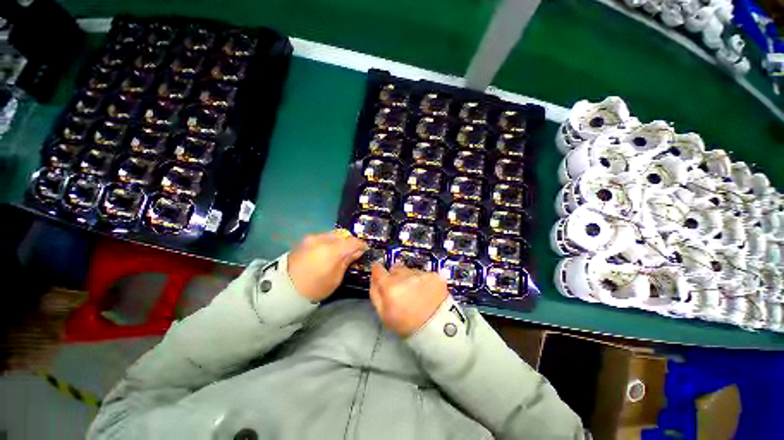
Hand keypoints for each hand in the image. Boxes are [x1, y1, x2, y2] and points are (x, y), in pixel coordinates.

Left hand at [287, 231, 366, 301]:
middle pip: (343, 235)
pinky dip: (329, 241)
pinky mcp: (305, 240)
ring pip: (333, 235)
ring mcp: (312, 238)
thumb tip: (357, 251)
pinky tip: (328, 251)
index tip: (364, 249)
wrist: (284, 289)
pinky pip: (323, 237)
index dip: (361, 245)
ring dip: (339, 241)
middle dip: (349, 242)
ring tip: (339, 251)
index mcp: (332, 251)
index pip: (353, 242)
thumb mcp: (336, 278)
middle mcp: (322, 240)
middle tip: (352, 251)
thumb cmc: (315, 288)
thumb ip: (347, 261)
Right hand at [369, 262, 448, 336]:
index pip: (378, 269)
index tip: (378, 269)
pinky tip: (427, 292)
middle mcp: (405, 276)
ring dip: (410, 277)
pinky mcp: (434, 275)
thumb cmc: (406, 324)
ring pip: (410, 270)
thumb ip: (375, 293)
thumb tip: (373, 277)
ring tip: (416, 292)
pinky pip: (424, 273)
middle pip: (395, 268)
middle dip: (395, 276)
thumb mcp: (383, 314)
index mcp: (390, 286)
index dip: (377, 269)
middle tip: (400, 289)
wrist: (436, 329)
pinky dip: (423, 280)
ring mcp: (421, 274)